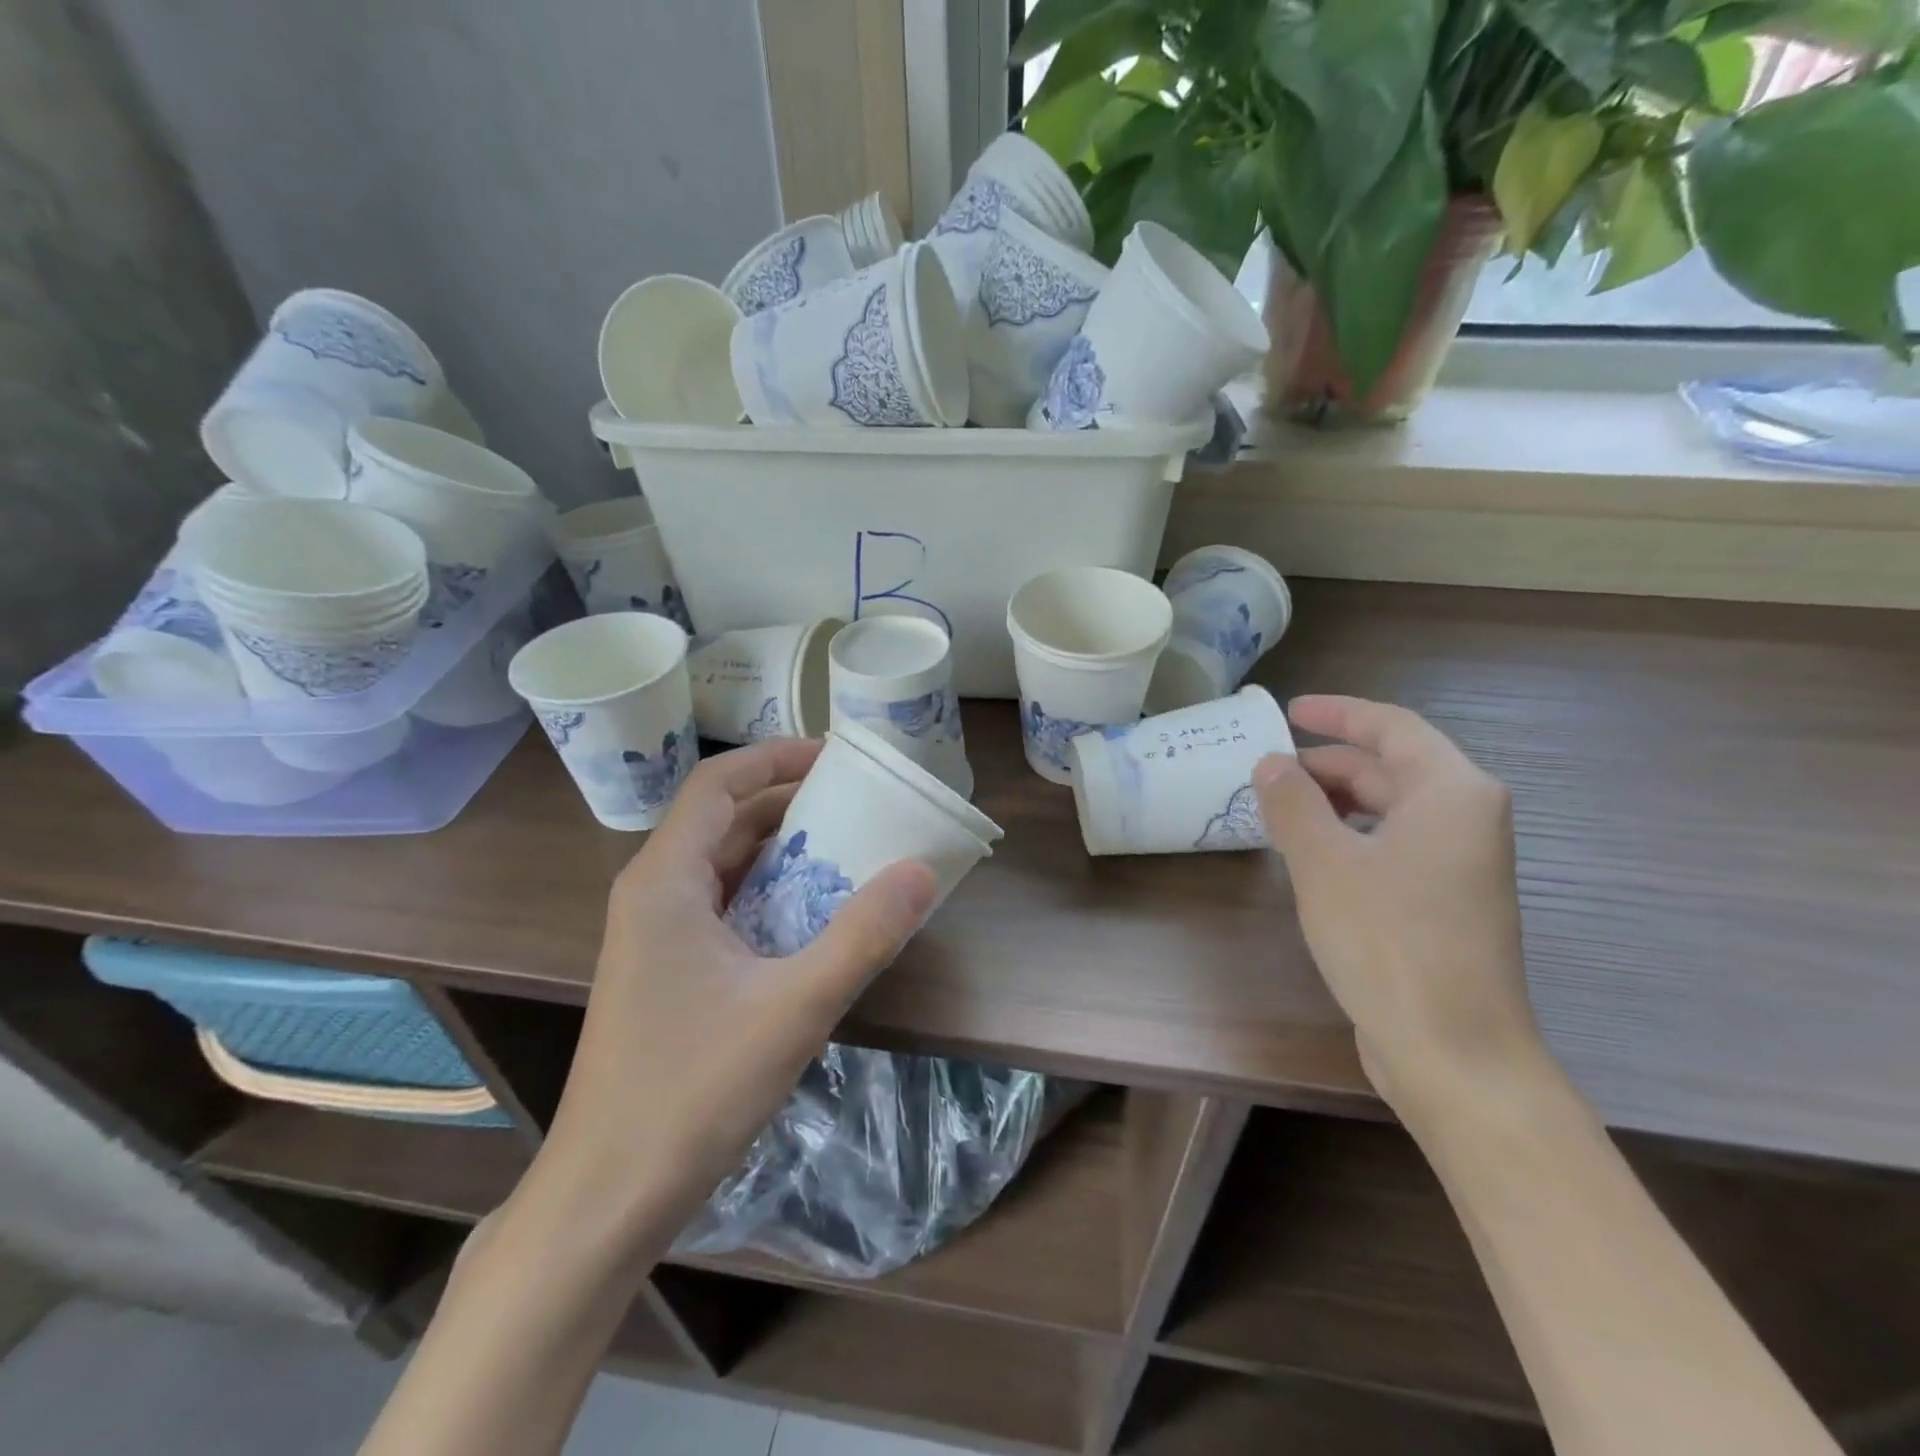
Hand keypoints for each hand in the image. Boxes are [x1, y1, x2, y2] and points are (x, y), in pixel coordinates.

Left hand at [529, 739, 936, 1264]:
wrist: (606, 1196)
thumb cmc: (691, 1091)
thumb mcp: (794, 1007)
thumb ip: (863, 935)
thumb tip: (921, 871)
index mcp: (664, 880)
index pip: (718, 784)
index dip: (776, 757)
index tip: (836, 757)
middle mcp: (651, 893)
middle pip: (721, 817)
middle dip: (786, 799)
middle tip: (855, 801)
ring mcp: (652, 934)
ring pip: (721, 862)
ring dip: (779, 846)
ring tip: (845, 846)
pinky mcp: (663, 970)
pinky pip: (719, 902)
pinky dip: (766, 889)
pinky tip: (810, 913)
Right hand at [1254, 695, 1549, 1118]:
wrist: (1453, 1053)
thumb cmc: (1388, 941)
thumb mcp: (1324, 862)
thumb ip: (1292, 803)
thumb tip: (1271, 763)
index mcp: (1451, 792)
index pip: (1391, 727)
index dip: (1338, 714)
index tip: (1289, 710)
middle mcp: (1466, 819)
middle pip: (1391, 768)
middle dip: (1327, 764)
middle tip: (1267, 769)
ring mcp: (1461, 865)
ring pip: (1390, 810)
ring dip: (1334, 803)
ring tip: (1277, 809)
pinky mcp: (1446, 904)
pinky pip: (1392, 846)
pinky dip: (1349, 837)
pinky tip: (1309, 856)